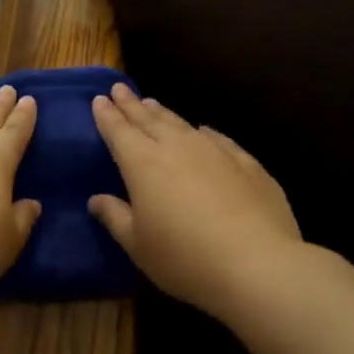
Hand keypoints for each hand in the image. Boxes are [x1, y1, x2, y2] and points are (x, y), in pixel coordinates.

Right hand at [89, 84, 303, 322]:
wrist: (257, 264)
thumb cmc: (184, 258)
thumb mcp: (138, 245)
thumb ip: (115, 217)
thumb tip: (96, 200)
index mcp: (143, 164)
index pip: (119, 131)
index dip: (107, 115)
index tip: (99, 99)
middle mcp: (177, 147)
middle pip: (149, 119)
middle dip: (131, 104)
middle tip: (119, 88)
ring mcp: (215, 151)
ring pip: (182, 124)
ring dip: (163, 113)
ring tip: (152, 103)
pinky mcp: (247, 163)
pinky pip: (218, 138)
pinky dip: (203, 132)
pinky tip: (203, 130)